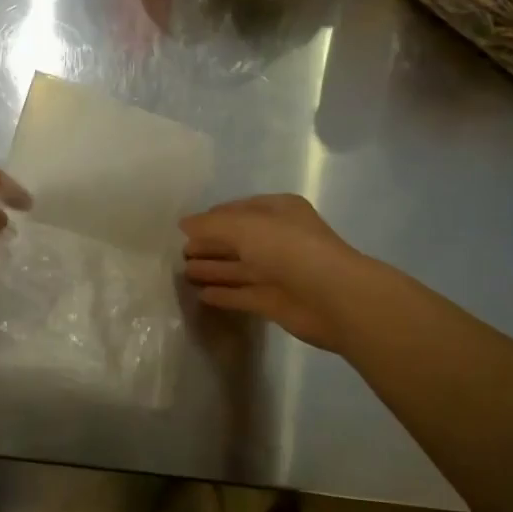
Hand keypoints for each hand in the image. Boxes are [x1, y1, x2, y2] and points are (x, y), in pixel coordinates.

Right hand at [180, 195, 373, 352]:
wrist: (333, 298)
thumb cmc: (289, 250)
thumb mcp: (244, 227)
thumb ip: (210, 225)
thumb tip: (183, 223)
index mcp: (278, 211)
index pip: (237, 210)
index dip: (211, 218)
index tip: (184, 229)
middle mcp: (278, 238)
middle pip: (236, 240)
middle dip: (209, 245)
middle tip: (179, 253)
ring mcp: (277, 271)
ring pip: (238, 268)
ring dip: (212, 269)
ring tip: (183, 272)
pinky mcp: (274, 301)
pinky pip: (242, 294)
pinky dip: (223, 293)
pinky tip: (201, 295)